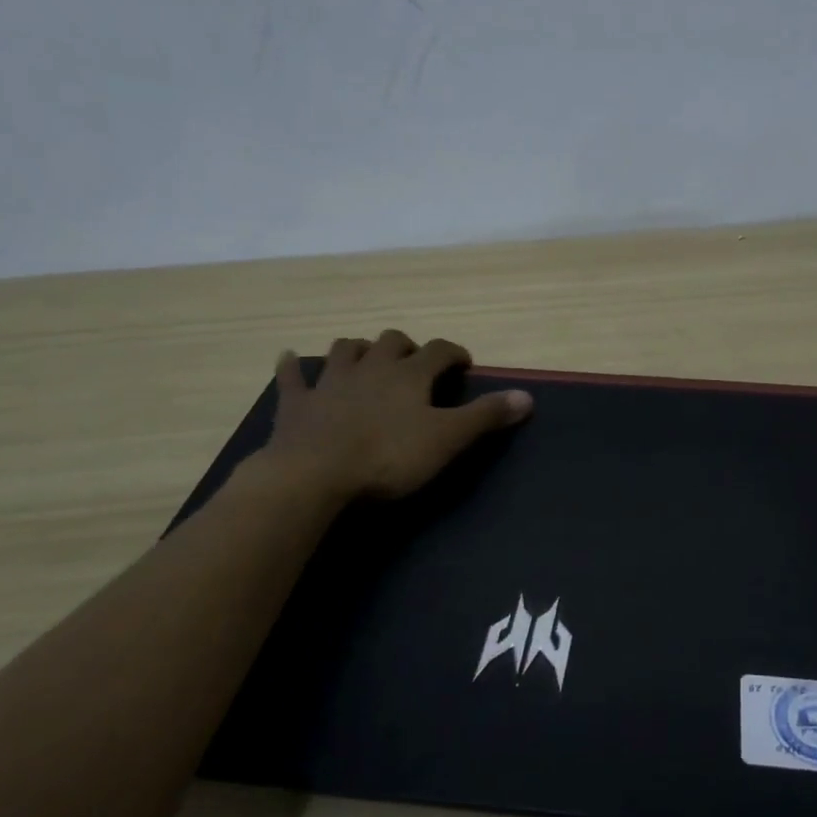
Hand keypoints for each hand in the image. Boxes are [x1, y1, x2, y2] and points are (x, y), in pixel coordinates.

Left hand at [252, 331, 532, 502]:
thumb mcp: (447, 439)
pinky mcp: (297, 403)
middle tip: (414, 363)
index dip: (454, 354)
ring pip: (344, 350)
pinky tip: (289, 359)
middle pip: (390, 342)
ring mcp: (330, 382)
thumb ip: (486, 416)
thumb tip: (528, 396)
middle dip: (406, 346)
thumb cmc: (389, 457)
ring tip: (365, 356)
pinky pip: (292, 377)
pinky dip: (293, 367)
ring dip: (357, 349)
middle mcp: (370, 367)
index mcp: (408, 375)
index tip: (464, 364)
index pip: (438, 351)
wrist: (315, 475)